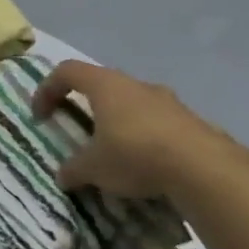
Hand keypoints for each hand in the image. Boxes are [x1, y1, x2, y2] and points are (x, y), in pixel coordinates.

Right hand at [31, 60, 248, 199]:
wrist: (207, 170)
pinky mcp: (193, 121)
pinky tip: (148, 165)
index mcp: (105, 86)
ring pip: (134, 103)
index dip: (47, 89)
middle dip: (87, 105)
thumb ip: (74, 170)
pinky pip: (160, 123)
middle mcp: (136, 85)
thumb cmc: (136, 155)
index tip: (41, 115)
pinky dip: (147, 137)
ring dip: (119, 121)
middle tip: (80, 129)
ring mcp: (169, 101)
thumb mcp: (94, 168)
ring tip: (116, 151)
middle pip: (102, 84)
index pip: (66, 72)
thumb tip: (63, 177)